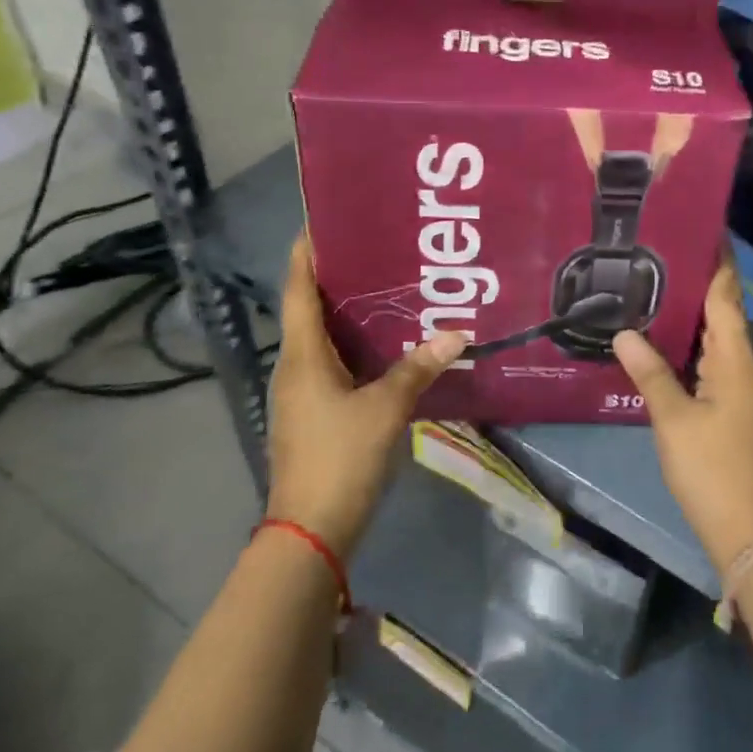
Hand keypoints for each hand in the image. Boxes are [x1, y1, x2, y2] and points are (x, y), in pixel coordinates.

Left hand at [267, 234, 465, 554]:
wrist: (310, 530)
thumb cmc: (340, 457)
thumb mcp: (385, 408)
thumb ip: (419, 368)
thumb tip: (457, 334)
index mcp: (303, 356)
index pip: (299, 290)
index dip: (306, 254)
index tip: (324, 222)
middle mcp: (295, 367)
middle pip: (310, 310)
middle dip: (337, 278)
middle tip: (376, 250)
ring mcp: (303, 393)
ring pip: (323, 338)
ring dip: (348, 313)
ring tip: (388, 289)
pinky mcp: (314, 414)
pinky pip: (332, 364)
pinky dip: (354, 346)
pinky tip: (386, 345)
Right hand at [613, 254, 752, 572]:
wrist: (749, 529)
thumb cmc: (711, 468)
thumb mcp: (674, 419)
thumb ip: (650, 372)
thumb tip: (625, 332)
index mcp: (737, 361)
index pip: (727, 298)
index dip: (719, 263)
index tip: (708, 229)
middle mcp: (747, 368)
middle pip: (725, 315)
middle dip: (700, 284)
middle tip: (666, 254)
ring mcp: (746, 391)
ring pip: (719, 341)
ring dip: (696, 316)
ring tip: (660, 288)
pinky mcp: (739, 410)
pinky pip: (716, 363)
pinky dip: (696, 346)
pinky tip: (670, 343)